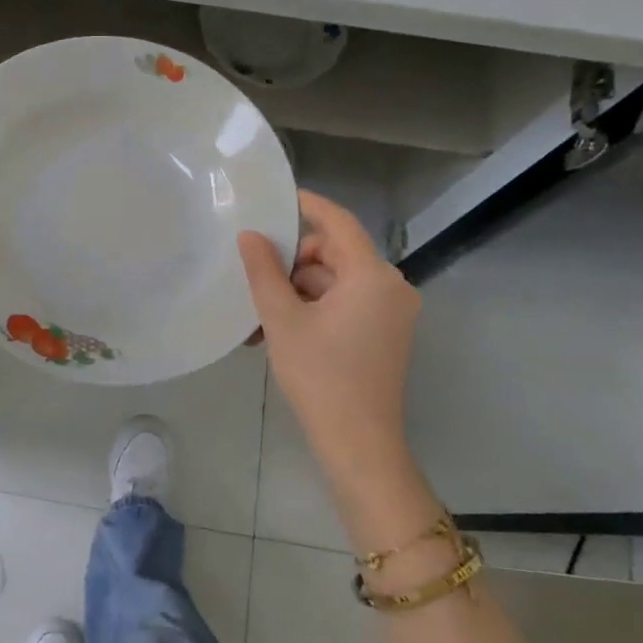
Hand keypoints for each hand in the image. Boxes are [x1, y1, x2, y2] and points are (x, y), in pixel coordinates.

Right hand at [238, 191, 421, 480]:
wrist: (358, 444)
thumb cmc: (320, 376)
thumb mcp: (282, 320)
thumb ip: (264, 272)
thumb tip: (250, 236)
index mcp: (372, 276)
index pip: (339, 223)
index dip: (309, 205)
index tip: (278, 198)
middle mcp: (391, 287)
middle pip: (335, 254)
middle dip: (293, 264)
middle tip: (255, 283)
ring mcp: (391, 313)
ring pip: (336, 282)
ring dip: (298, 292)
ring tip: (260, 319)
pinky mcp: (385, 334)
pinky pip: (346, 305)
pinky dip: (314, 310)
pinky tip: (280, 332)